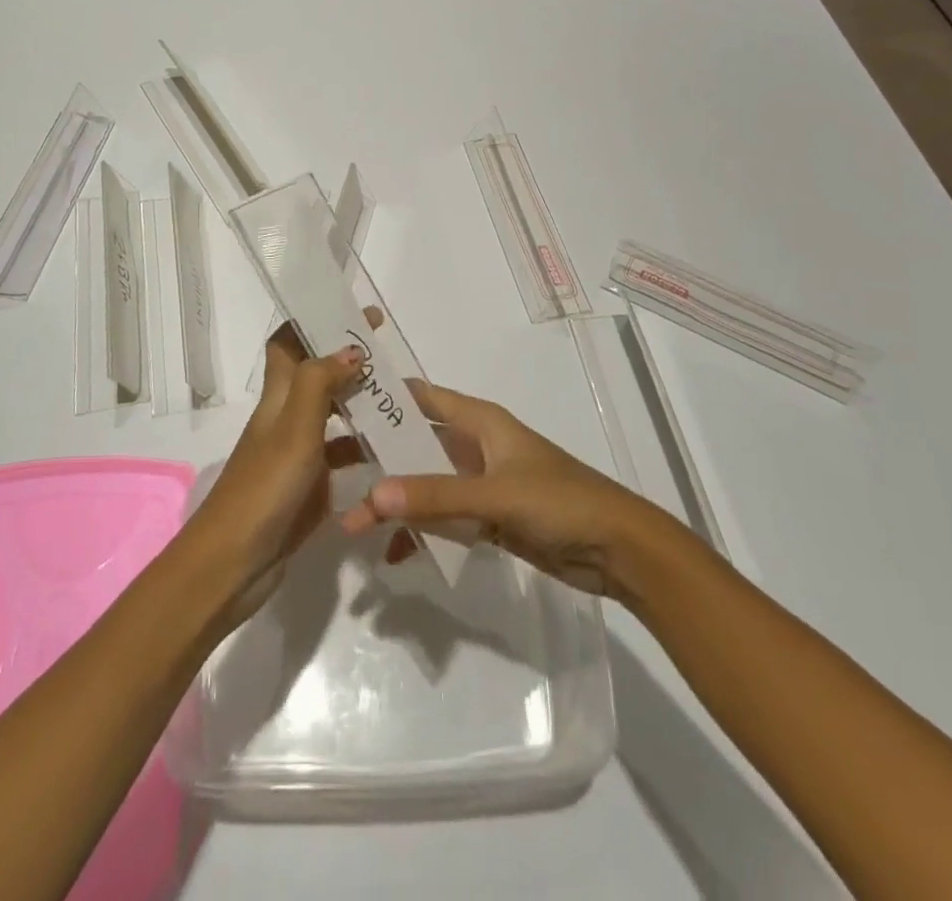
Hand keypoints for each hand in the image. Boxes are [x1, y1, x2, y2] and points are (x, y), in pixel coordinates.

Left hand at [180, 326, 366, 625]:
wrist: (234, 563)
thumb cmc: (264, 488)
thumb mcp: (294, 429)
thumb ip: (320, 384)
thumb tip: (350, 348)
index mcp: (278, 397)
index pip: (287, 343)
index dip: (312, 322)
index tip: (351, 310)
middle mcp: (286, 418)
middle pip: (315, 375)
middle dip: (347, 359)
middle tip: (390, 354)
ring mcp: (297, 454)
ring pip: (332, 415)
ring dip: (360, 402)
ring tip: (402, 396)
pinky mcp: (309, 486)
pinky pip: (341, 456)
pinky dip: (363, 448)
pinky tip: (392, 450)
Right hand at [341, 383, 668, 600]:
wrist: (618, 550)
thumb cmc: (560, 502)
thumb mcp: (495, 494)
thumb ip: (435, 496)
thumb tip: (373, 496)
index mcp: (480, 421)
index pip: (422, 397)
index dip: (385, 397)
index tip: (340, 403)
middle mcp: (476, 445)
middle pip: (418, 444)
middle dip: (380, 459)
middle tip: (333, 471)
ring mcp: (482, 483)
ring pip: (427, 484)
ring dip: (396, 501)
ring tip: (354, 524)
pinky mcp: (490, 518)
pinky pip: (445, 518)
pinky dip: (422, 531)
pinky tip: (396, 554)